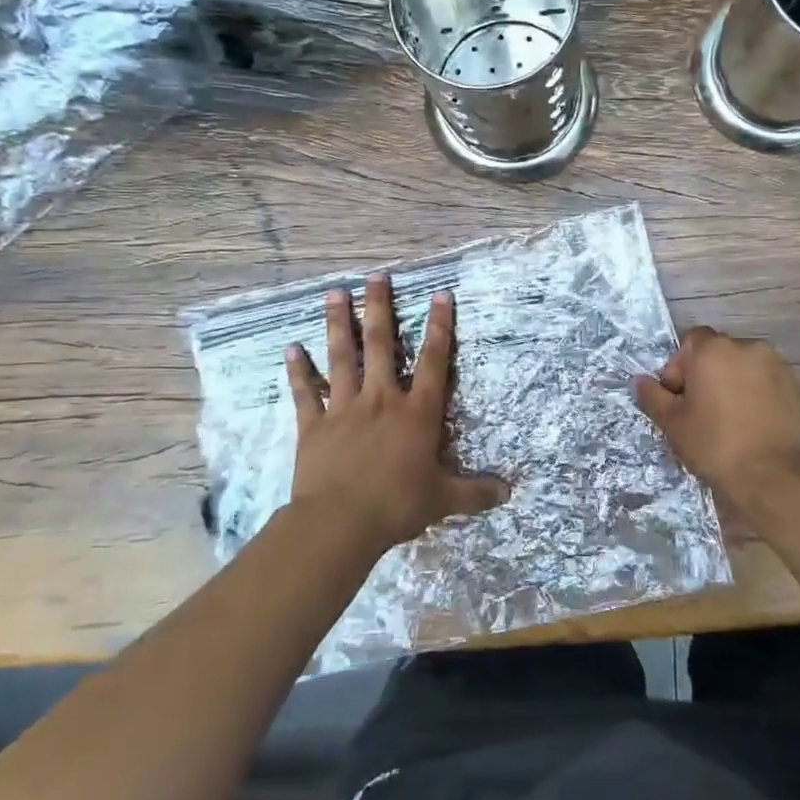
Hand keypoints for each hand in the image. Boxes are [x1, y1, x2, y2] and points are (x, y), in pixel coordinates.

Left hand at [285, 274, 507, 551]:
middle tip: (376, 276)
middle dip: (380, 308)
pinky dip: (297, 371)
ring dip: (339, 324)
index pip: (434, 361)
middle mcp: (381, 399)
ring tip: (334, 293)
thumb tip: (509, 492)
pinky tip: (291, 348)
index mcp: (416, 413)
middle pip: (382, 345)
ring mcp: (344, 409)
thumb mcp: (443, 499)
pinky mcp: (314, 425)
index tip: (440, 294)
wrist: (340, 523)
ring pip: (341, 357)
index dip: (440, 327)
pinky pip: (304, 392)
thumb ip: (475, 492)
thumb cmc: (397, 505)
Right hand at [634, 326, 799, 513]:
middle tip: (702, 411)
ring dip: (737, 386)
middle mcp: (750, 348)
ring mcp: (781, 368)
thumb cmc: (716, 445)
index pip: (691, 340)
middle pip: (721, 353)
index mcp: (715, 350)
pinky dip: (762, 400)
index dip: (680, 366)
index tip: (679, 397)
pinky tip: (757, 430)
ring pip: (749, 369)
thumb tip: (641, 380)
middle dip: (709, 375)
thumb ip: (653, 396)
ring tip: (732, 422)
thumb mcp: (673, 424)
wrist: (777, 478)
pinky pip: (772, 387)